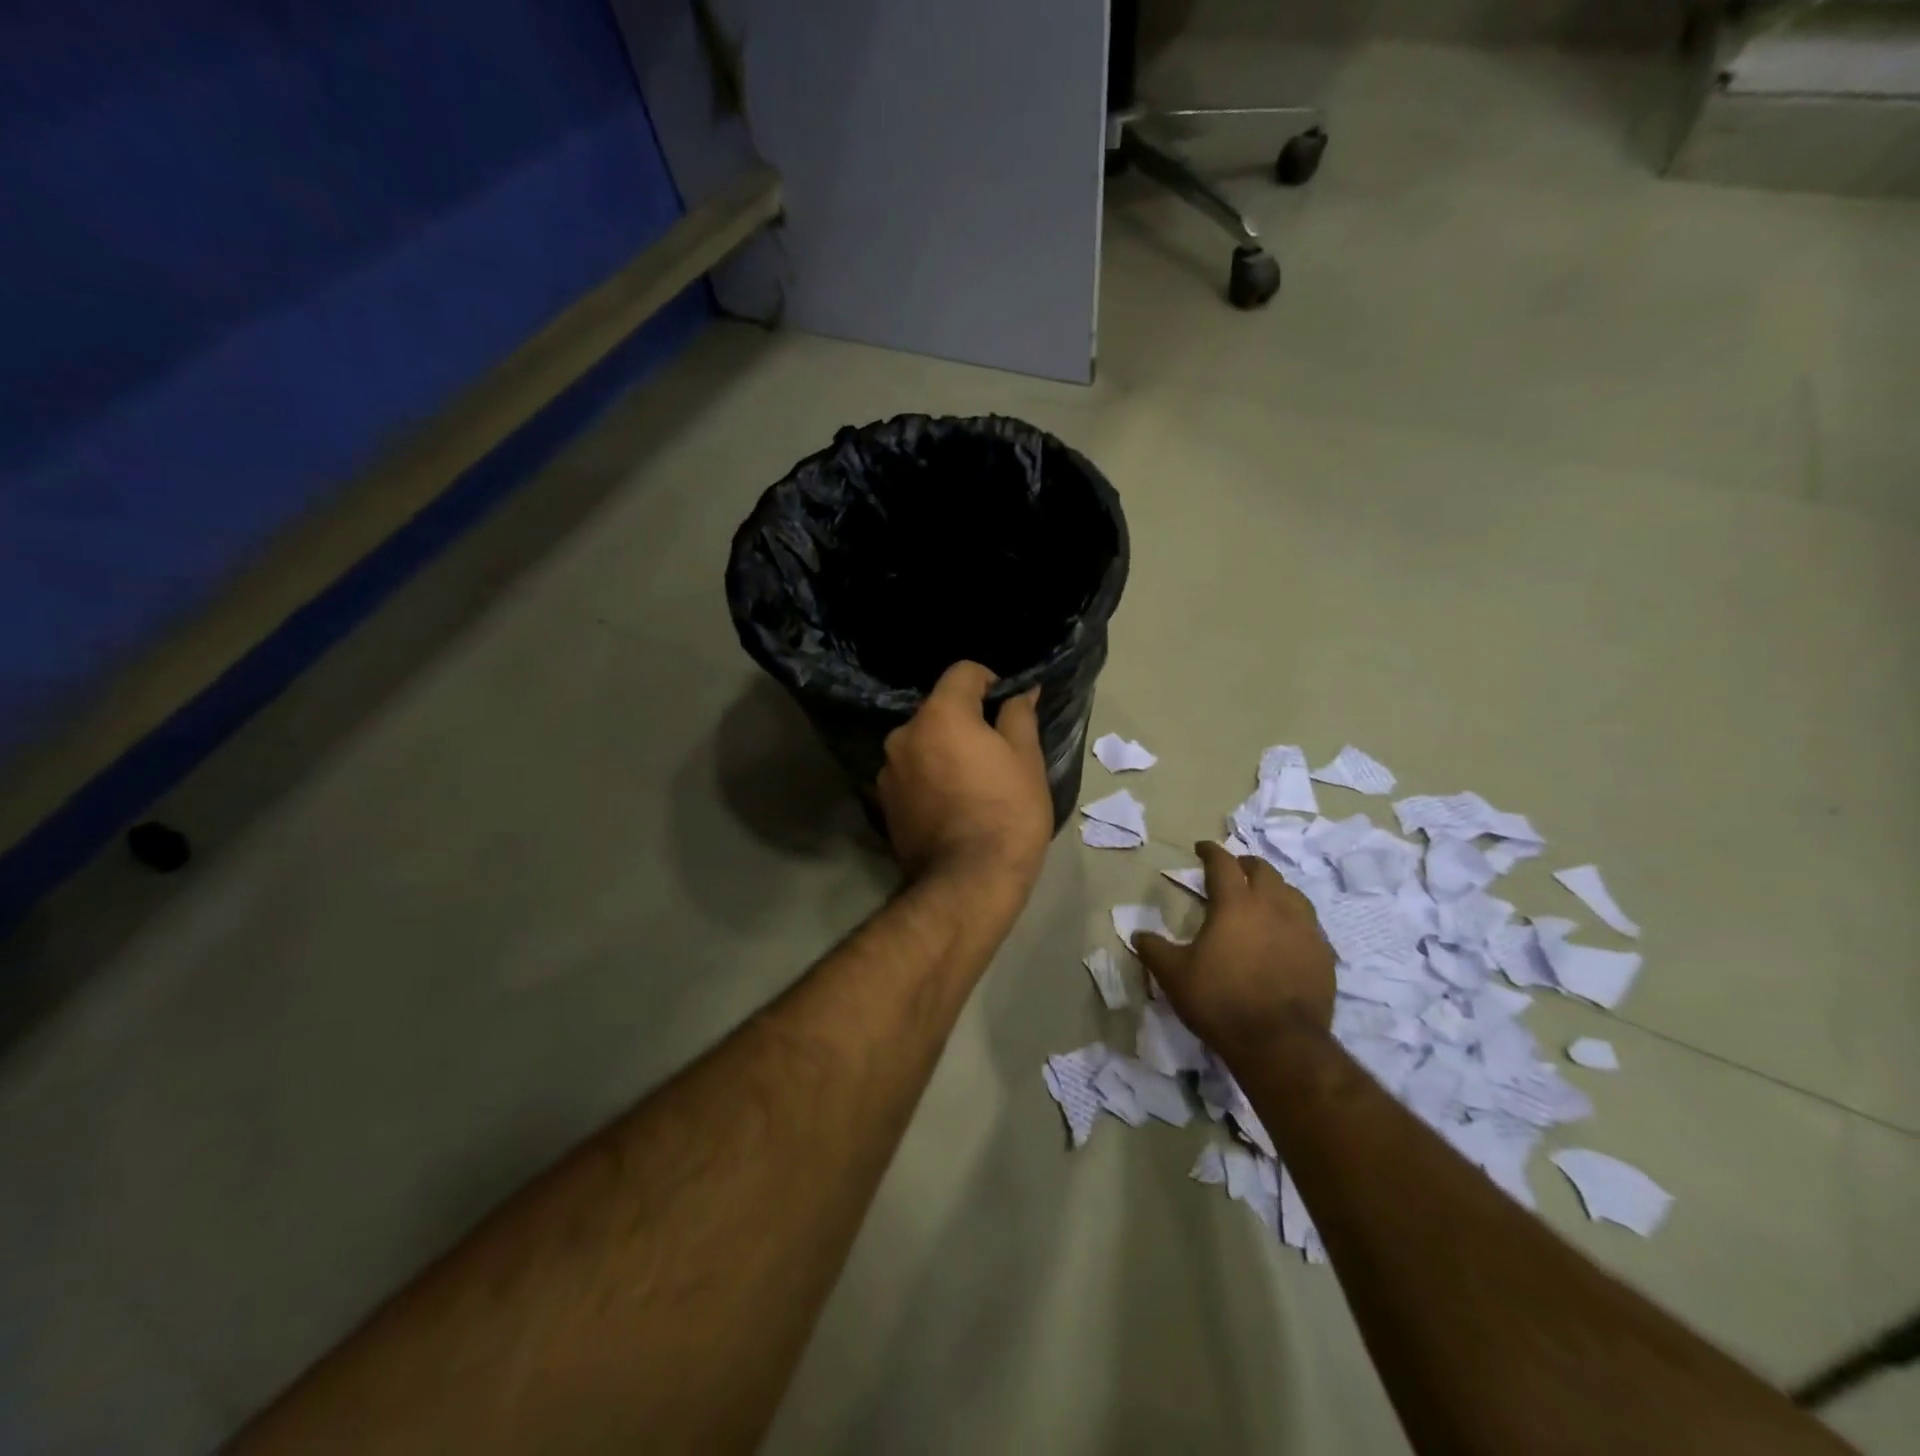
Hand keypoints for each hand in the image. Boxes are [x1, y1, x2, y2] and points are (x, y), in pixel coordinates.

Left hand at [877, 662, 1053, 896]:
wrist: (967, 883)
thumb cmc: (1007, 813)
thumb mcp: (1026, 760)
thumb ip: (1019, 715)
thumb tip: (1021, 691)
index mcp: (939, 714)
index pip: (963, 672)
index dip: (991, 682)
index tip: (1008, 707)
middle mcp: (904, 733)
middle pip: (939, 709)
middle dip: (966, 720)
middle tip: (995, 751)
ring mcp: (888, 770)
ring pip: (923, 742)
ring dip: (944, 749)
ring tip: (972, 783)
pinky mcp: (883, 802)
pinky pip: (911, 773)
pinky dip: (929, 777)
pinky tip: (951, 804)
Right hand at [1135, 842, 1335, 1060]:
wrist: (1280, 1044)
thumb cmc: (1220, 1001)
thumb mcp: (1174, 976)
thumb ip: (1154, 950)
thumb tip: (1138, 935)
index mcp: (1235, 904)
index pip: (1223, 863)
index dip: (1211, 851)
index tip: (1202, 848)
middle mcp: (1273, 906)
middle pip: (1263, 870)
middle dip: (1245, 864)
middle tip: (1234, 870)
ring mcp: (1304, 929)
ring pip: (1292, 893)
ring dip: (1274, 888)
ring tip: (1264, 897)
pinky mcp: (1323, 955)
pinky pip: (1309, 924)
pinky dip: (1294, 918)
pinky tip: (1287, 933)